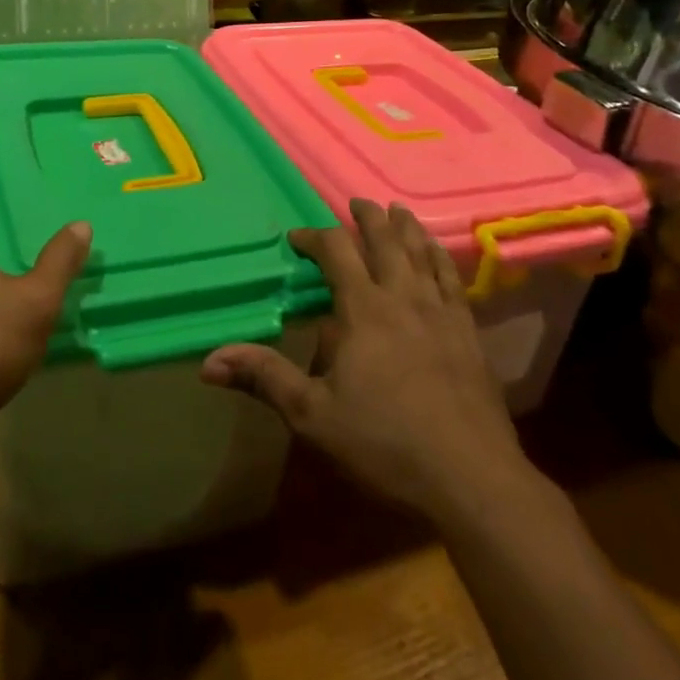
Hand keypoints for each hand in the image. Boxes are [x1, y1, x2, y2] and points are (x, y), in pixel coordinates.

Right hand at [201, 199, 530, 518]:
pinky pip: (453, 279)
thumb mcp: (312, 415)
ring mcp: (441, 312)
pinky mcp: (469, 332)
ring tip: (398, 211)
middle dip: (368, 218)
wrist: (470, 477)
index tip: (297, 238)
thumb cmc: (384, 443)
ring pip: (422, 252)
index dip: (314, 237)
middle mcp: (403, 296)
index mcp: (363, 308)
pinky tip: (440, 256)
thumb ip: (265, 378)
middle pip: (385, 240)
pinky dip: (441, 258)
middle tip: (357, 202)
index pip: (336, 251)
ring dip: (407, 227)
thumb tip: (209, 361)